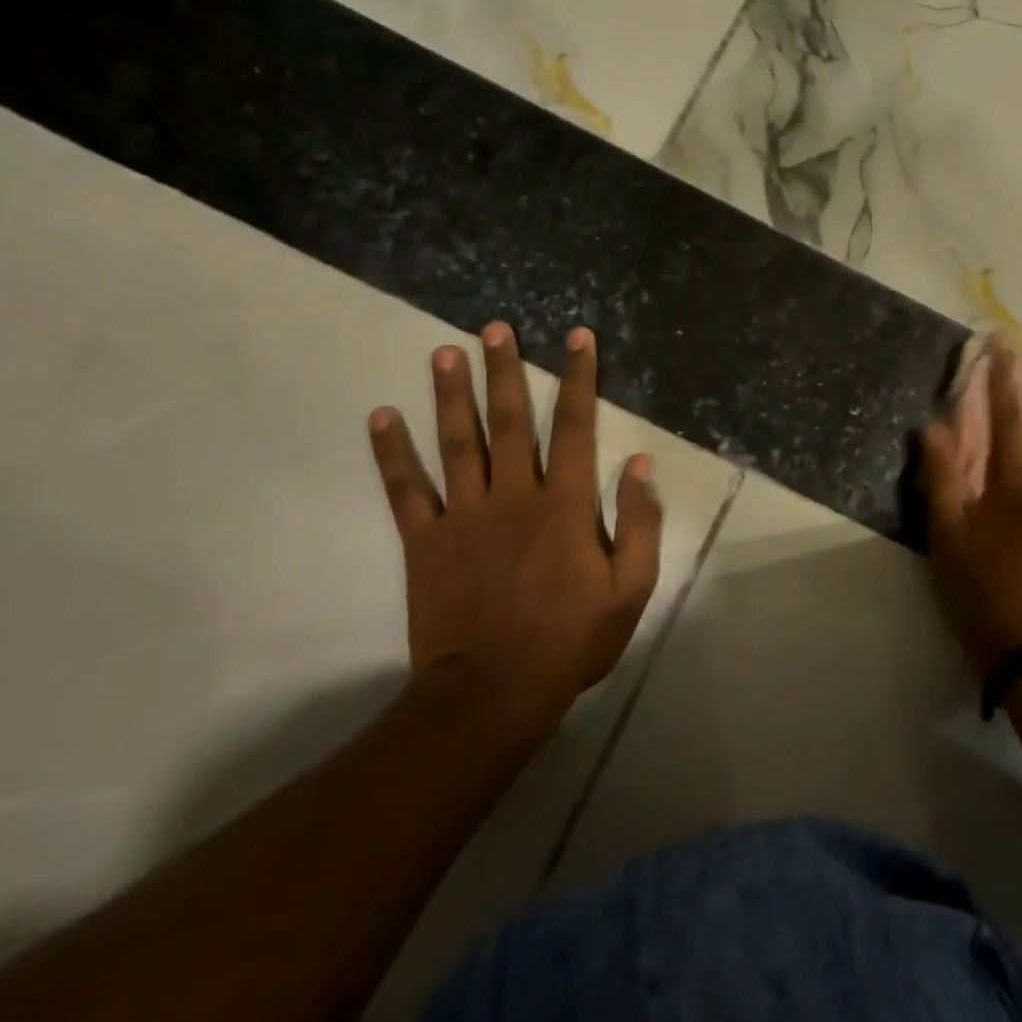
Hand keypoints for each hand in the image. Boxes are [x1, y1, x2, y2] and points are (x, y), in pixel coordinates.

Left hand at [367, 323, 661, 735]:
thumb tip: (640, 465)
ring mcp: (464, 516)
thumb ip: (639, 524)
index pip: (575, 427)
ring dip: (451, 395)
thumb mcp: (630, 588)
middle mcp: (514, 496)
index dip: (579, 379)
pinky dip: (392, 453)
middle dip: (505, 371)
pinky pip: (406, 490)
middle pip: (509, 421)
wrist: (494, 692)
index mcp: (565, 505)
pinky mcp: (426, 542)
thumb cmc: (571, 639)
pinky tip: (381, 417)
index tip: (578, 338)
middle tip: (494, 329)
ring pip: (456, 443)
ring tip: (444, 353)